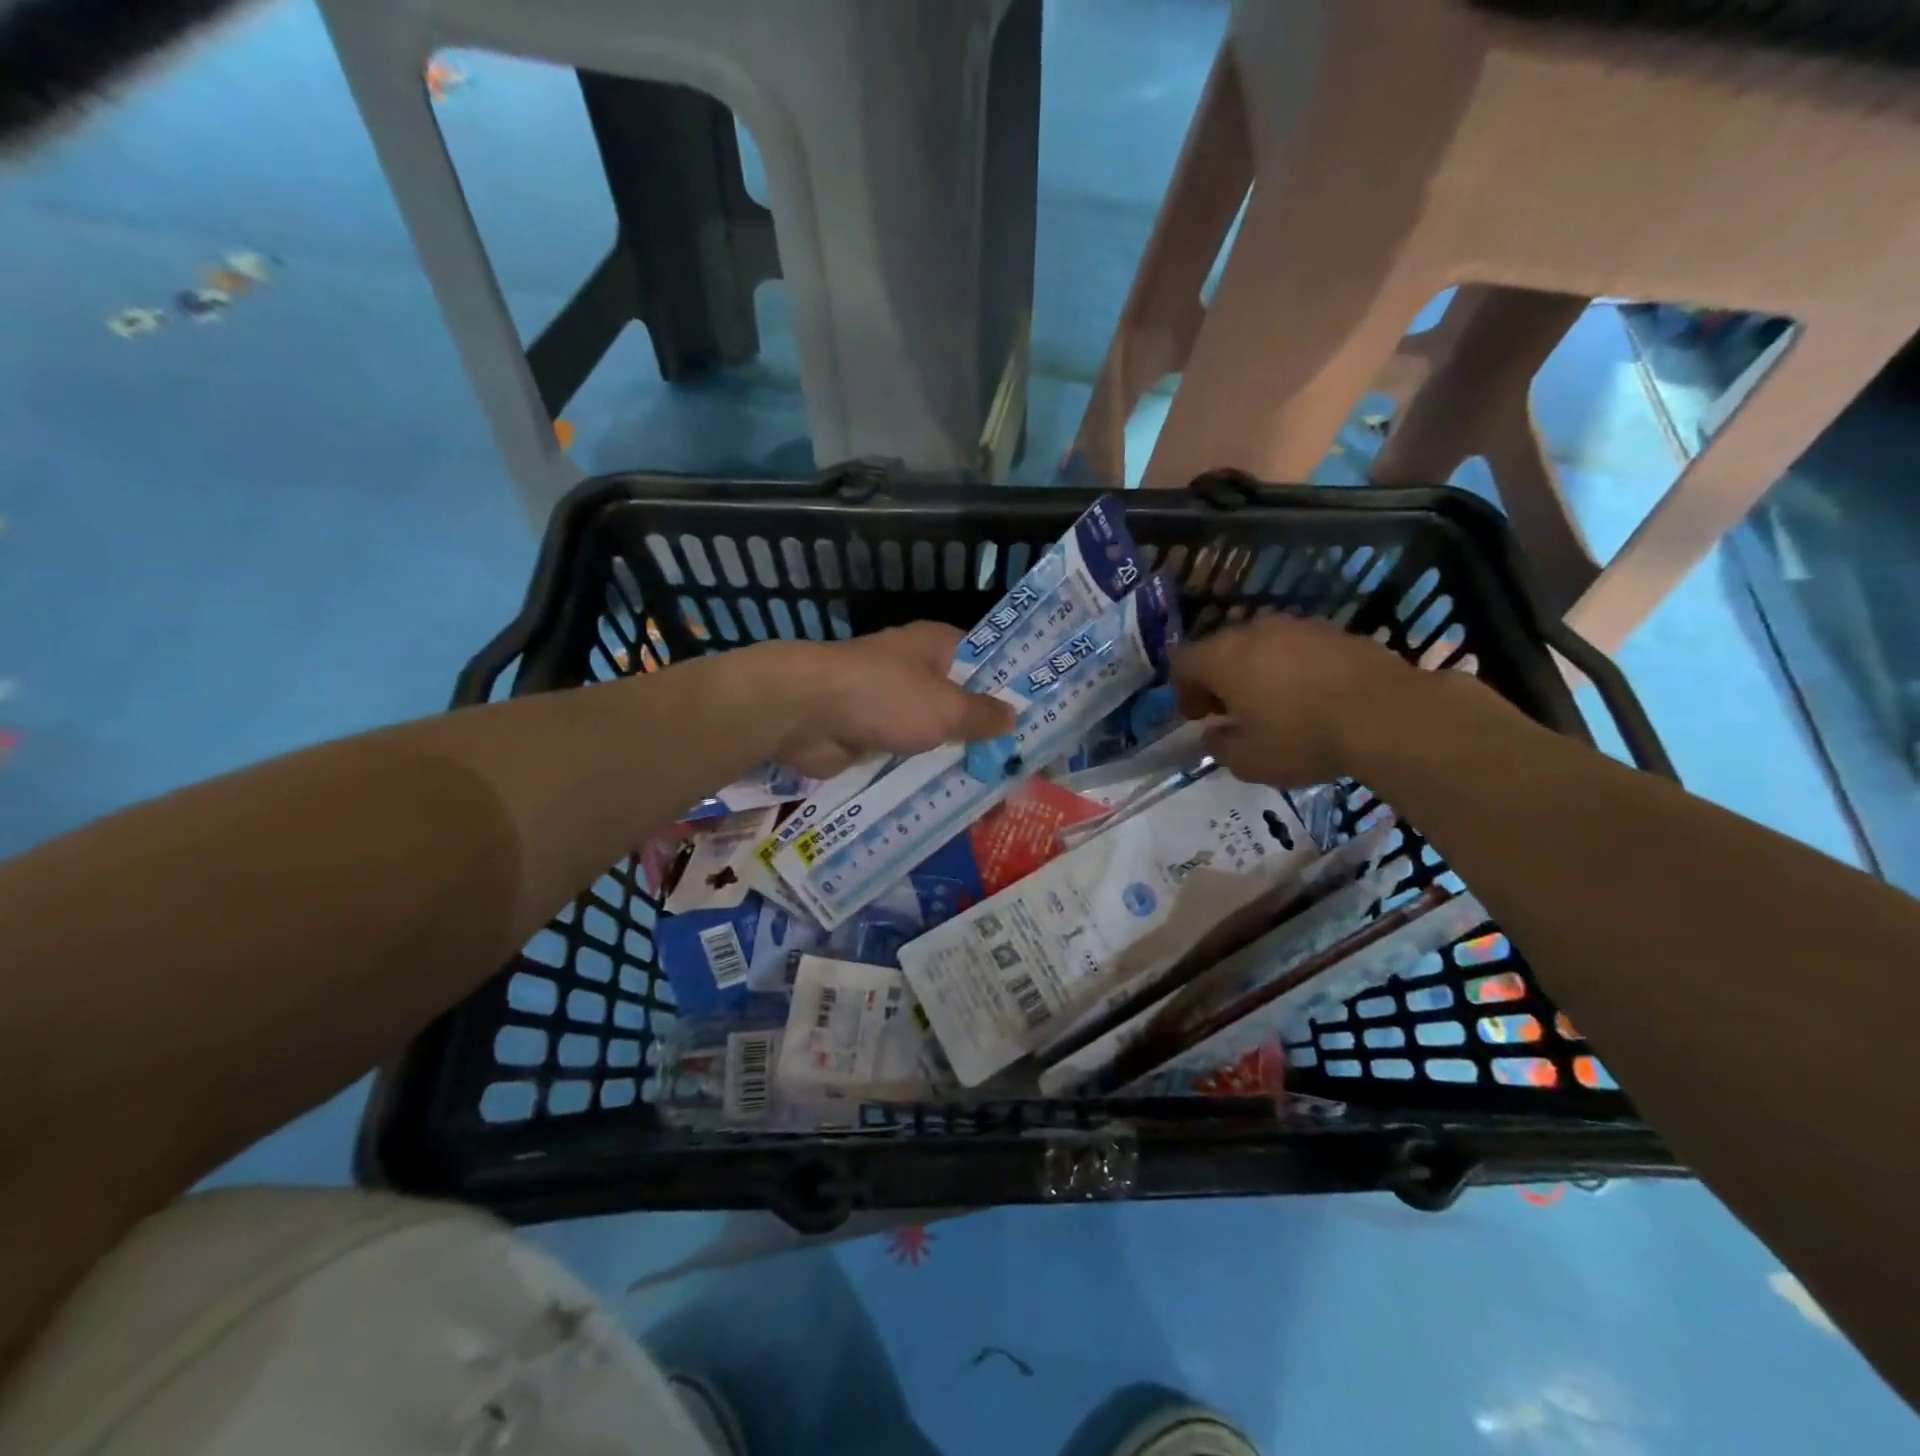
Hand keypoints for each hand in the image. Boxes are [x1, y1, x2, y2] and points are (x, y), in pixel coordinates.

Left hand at [747, 622, 1016, 778]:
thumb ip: (982, 715)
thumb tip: (1013, 716)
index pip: (985, 662)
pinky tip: (954, 802)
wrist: (804, 713)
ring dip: (957, 761)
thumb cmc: (885, 696)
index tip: (1039, 719)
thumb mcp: (945, 707)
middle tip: (1021, 769)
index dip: (1011, 688)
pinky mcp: (872, 737)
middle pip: (961, 703)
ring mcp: (891, 705)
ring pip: (935, 735)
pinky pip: (909, 758)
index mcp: (937, 647)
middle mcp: (916, 671)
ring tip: (996, 796)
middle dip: (986, 735)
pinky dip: (925, 776)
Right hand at [1171, 614, 1435, 787]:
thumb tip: (1214, 734)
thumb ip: (1220, 746)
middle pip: (1220, 649)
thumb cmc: (1302, 738)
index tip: (1198, 718)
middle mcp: (1255, 632)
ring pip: (1261, 646)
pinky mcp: (1336, 632)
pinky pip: (1298, 648)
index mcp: (1223, 658)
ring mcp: (1298, 627)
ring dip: (1257, 672)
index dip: (1182, 690)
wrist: (1386, 715)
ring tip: (1275, 706)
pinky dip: (1293, 669)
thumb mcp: (1248, 761)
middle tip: (1231, 713)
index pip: (1182, 662)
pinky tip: (1312, 698)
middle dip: (1219, 680)